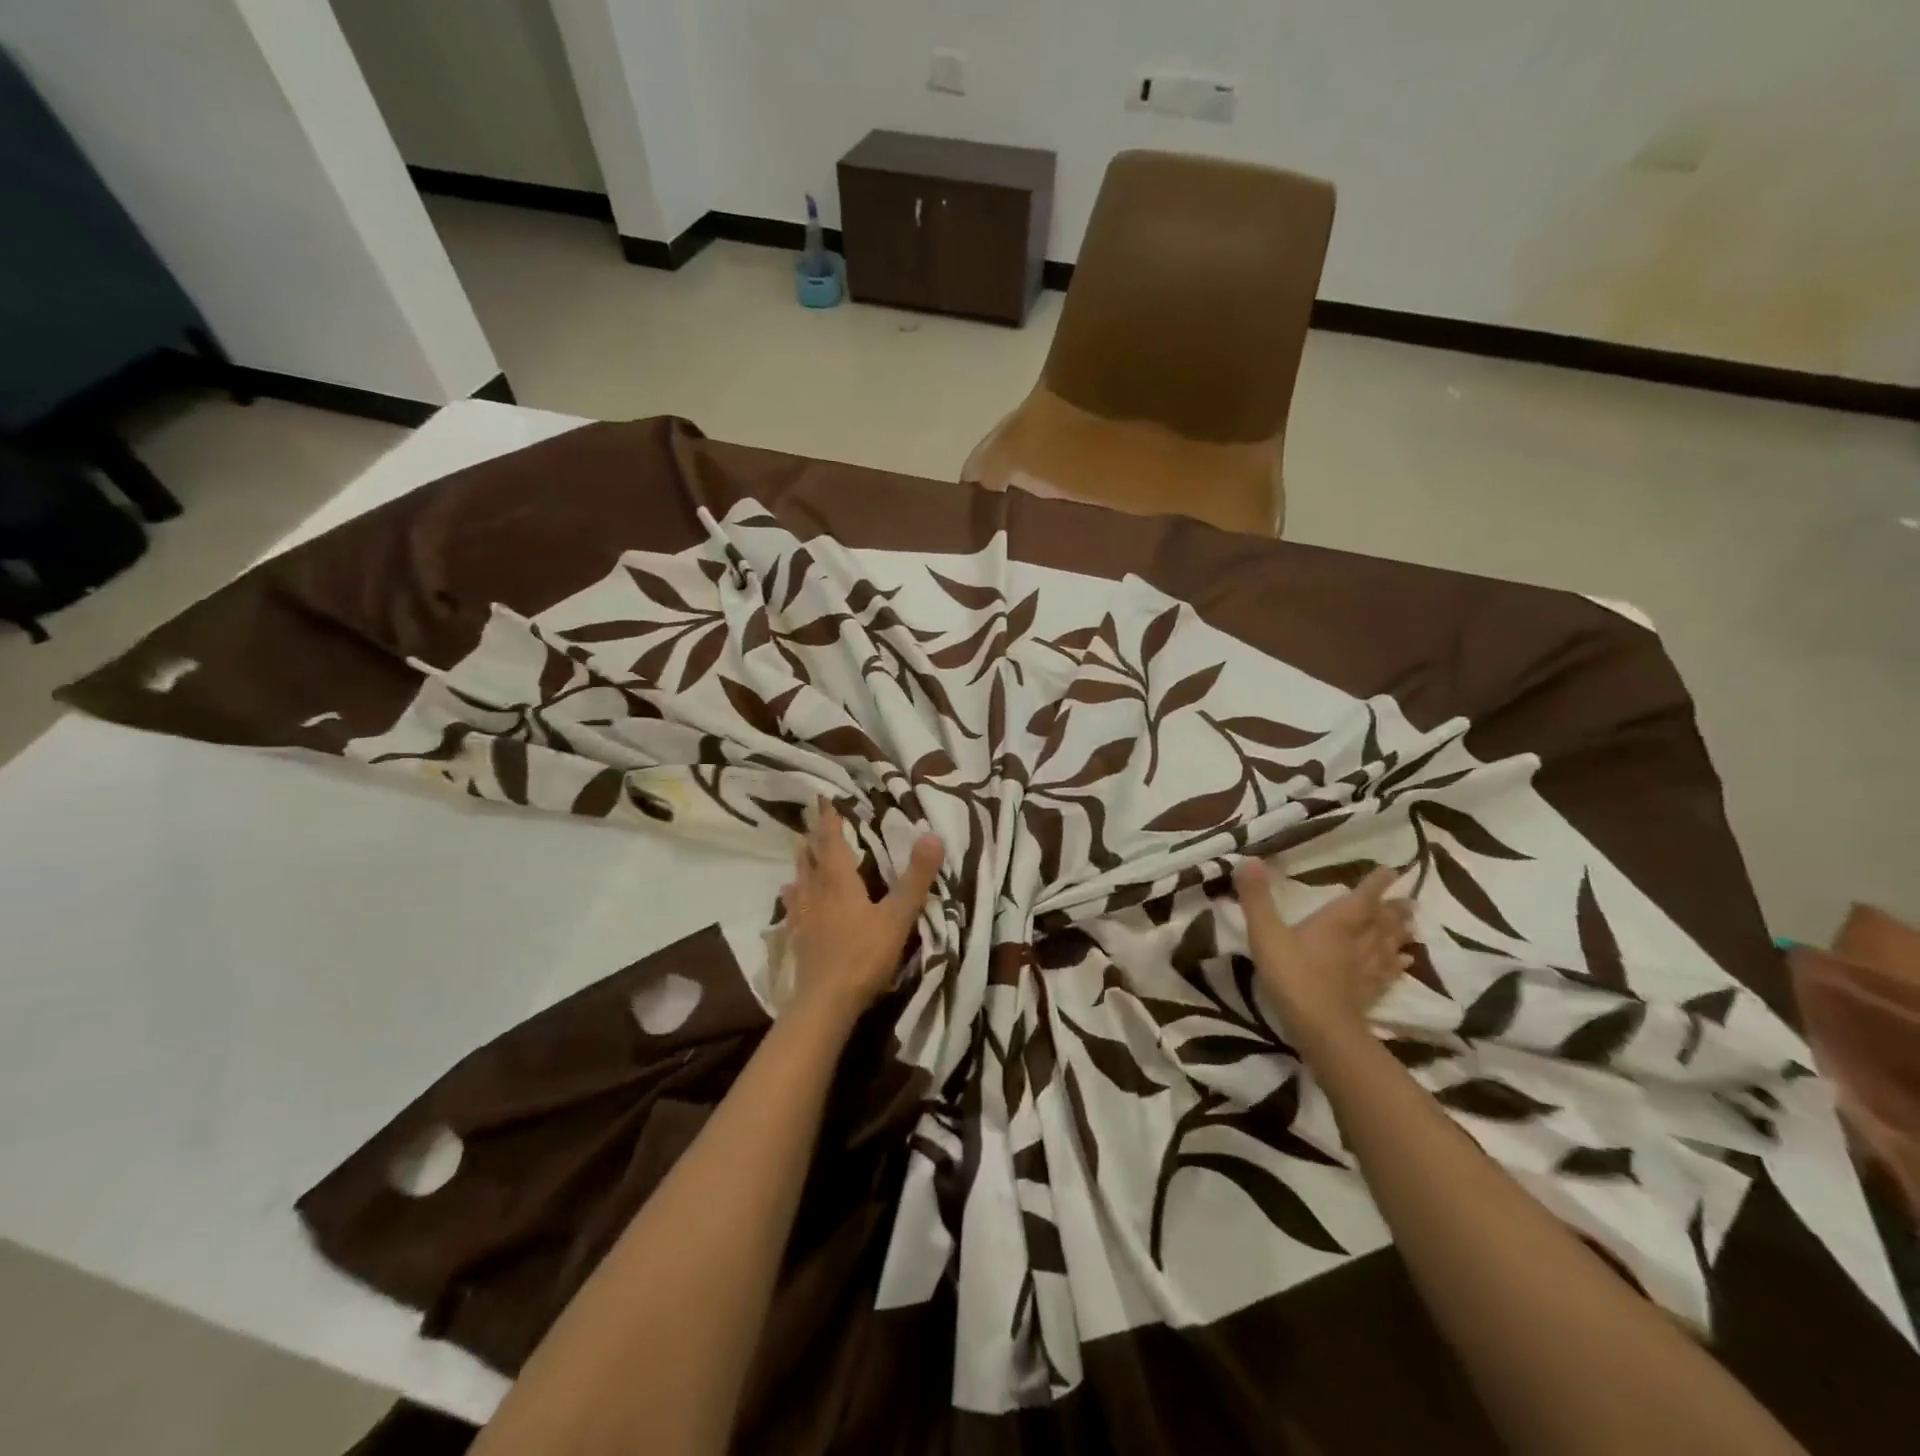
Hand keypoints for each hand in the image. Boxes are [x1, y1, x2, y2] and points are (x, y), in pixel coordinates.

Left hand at [780, 802, 943, 1021]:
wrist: (825, 1003)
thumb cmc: (863, 956)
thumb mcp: (897, 916)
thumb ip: (915, 878)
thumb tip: (932, 835)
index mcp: (839, 882)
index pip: (832, 842)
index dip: (829, 820)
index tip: (823, 799)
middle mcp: (816, 893)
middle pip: (811, 858)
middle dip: (813, 837)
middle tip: (810, 819)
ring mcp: (803, 917)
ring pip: (799, 880)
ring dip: (801, 862)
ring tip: (797, 849)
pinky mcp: (797, 939)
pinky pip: (792, 907)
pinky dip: (793, 895)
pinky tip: (789, 898)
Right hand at [1234, 859, 1415, 1049]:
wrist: (1321, 1029)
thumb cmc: (1292, 976)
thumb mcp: (1265, 933)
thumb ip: (1256, 898)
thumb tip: (1248, 859)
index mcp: (1336, 923)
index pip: (1362, 898)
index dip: (1376, 883)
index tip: (1392, 870)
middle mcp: (1357, 942)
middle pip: (1381, 922)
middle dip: (1394, 909)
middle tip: (1410, 899)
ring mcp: (1366, 970)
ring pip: (1388, 945)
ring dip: (1400, 933)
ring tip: (1412, 924)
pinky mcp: (1368, 994)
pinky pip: (1387, 973)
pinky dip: (1398, 964)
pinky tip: (1405, 961)